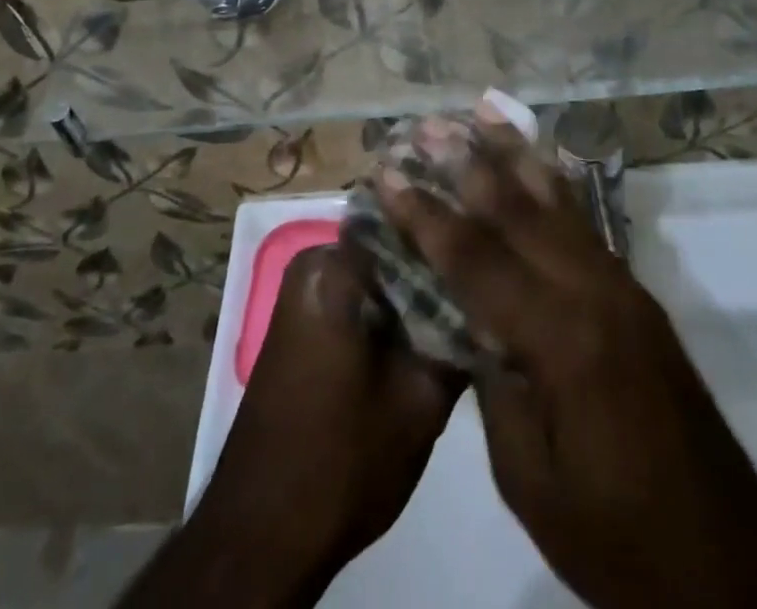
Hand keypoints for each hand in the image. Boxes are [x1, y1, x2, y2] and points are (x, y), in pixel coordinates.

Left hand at [192, 243, 461, 594]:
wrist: (263, 534)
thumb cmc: (342, 461)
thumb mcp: (421, 401)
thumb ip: (458, 335)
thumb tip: (489, 299)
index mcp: (335, 265)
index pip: (410, 223)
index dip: (454, 236)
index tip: (493, 255)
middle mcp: (313, 264)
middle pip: (393, 247)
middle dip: (437, 268)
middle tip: (485, 290)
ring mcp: (304, 293)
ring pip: (379, 275)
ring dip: (417, 294)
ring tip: (466, 311)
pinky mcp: (304, 324)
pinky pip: (360, 297)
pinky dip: (392, 313)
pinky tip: (427, 337)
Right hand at [381, 127, 756, 608]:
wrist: (728, 558)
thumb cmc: (616, 535)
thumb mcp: (529, 478)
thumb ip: (493, 384)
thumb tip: (469, 320)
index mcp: (560, 339)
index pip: (476, 260)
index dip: (425, 215)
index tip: (387, 174)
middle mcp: (592, 291)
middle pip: (517, 210)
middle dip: (466, 164)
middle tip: (426, 126)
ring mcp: (620, 285)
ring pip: (556, 201)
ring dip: (513, 155)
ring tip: (480, 113)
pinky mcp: (635, 292)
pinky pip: (583, 221)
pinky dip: (553, 182)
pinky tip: (538, 159)